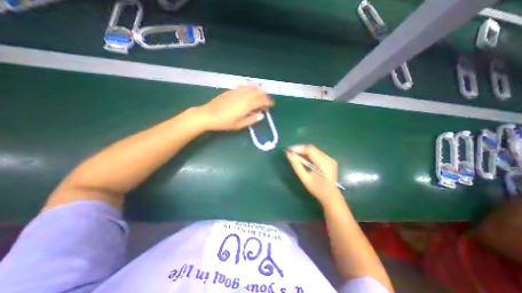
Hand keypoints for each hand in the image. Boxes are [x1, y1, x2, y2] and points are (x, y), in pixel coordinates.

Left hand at [198, 86, 274, 131]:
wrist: (208, 115)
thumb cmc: (225, 122)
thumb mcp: (239, 125)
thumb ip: (252, 120)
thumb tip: (261, 115)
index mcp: (247, 105)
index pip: (261, 101)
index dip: (268, 102)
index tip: (271, 105)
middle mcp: (244, 96)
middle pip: (258, 93)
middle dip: (265, 96)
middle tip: (267, 102)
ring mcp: (237, 91)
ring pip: (252, 88)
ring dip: (258, 91)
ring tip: (261, 95)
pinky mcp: (232, 91)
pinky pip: (244, 86)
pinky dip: (250, 88)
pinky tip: (251, 89)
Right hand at [285, 144, 343, 205]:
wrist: (331, 196)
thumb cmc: (318, 189)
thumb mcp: (305, 179)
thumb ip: (297, 166)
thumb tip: (289, 155)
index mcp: (323, 163)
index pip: (309, 150)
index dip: (298, 148)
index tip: (289, 150)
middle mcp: (328, 158)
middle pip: (311, 148)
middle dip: (300, 148)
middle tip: (290, 152)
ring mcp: (329, 158)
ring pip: (314, 150)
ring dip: (303, 151)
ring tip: (294, 154)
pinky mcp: (329, 160)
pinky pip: (316, 153)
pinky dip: (308, 154)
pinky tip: (302, 157)